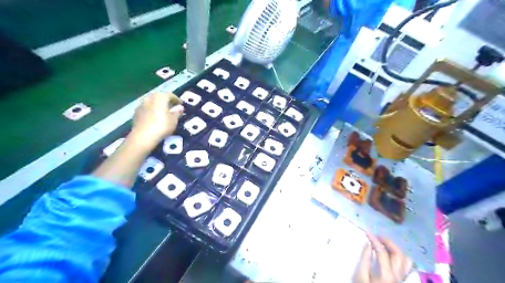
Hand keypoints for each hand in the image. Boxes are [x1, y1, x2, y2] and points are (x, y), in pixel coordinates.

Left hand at [128, 91, 184, 148]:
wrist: (143, 136)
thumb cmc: (162, 126)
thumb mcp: (174, 120)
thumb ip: (177, 112)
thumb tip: (180, 108)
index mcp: (160, 97)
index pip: (170, 95)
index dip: (176, 99)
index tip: (181, 104)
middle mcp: (150, 98)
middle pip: (159, 97)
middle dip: (166, 101)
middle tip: (172, 107)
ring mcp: (141, 104)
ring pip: (152, 102)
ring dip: (158, 105)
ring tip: (163, 112)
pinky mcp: (136, 112)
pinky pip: (146, 108)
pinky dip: (151, 110)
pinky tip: (154, 117)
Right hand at [352, 233, 411, 282]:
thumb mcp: (360, 276)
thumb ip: (365, 259)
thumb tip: (368, 245)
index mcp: (386, 275)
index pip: (382, 252)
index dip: (374, 240)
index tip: (367, 233)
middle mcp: (397, 276)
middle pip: (398, 254)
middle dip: (387, 242)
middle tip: (376, 236)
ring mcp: (401, 278)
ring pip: (406, 259)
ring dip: (395, 248)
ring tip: (384, 244)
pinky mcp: (401, 280)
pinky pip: (406, 265)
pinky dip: (400, 256)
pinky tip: (391, 254)